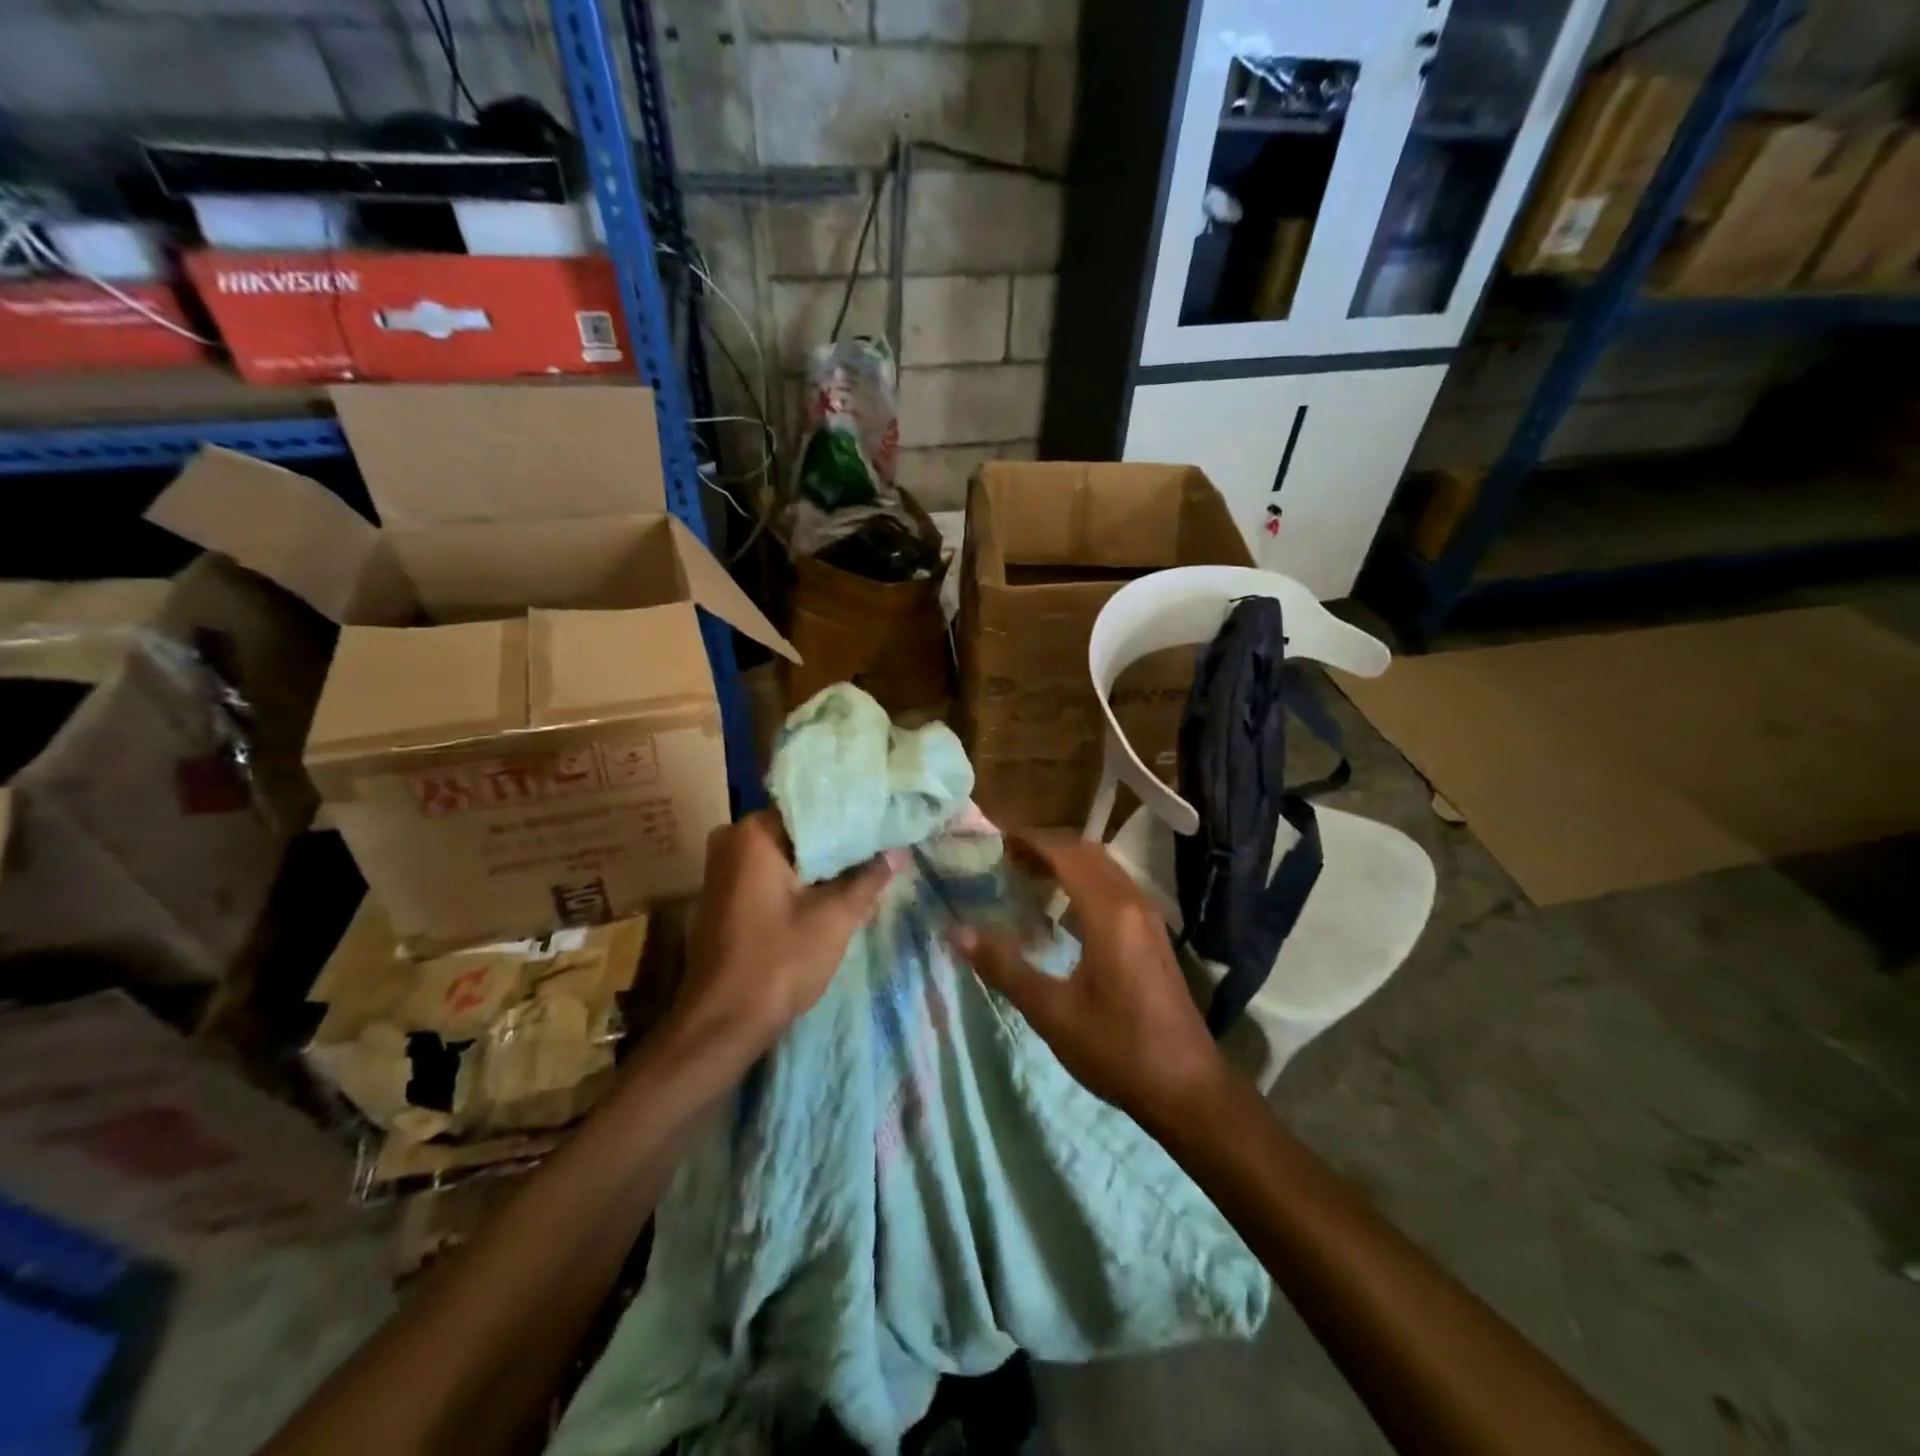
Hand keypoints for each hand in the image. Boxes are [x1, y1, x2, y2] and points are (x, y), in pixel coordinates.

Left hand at [675, 810, 901, 1062]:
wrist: (722, 1024)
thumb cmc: (779, 963)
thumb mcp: (834, 918)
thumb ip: (869, 878)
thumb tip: (899, 851)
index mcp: (753, 833)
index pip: (814, 808)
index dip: (854, 817)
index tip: (887, 822)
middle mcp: (732, 839)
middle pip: (800, 831)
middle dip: (841, 842)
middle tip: (884, 844)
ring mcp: (723, 868)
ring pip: (788, 854)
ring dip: (823, 864)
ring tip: (869, 864)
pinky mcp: (725, 895)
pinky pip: (772, 873)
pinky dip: (801, 880)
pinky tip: (835, 889)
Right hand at [950, 833, 1226, 1131]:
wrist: (1187, 1088)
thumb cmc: (1117, 1048)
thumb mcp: (1052, 1012)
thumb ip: (1005, 967)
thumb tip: (959, 932)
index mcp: (1109, 912)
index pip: (1065, 854)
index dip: (1030, 841)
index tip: (994, 841)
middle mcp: (1132, 902)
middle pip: (1087, 852)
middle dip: (1046, 847)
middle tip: (1005, 858)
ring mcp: (1148, 918)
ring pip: (1104, 868)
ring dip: (1067, 862)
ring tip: (1028, 875)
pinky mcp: (1153, 936)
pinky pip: (1115, 887)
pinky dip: (1085, 881)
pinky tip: (1063, 909)